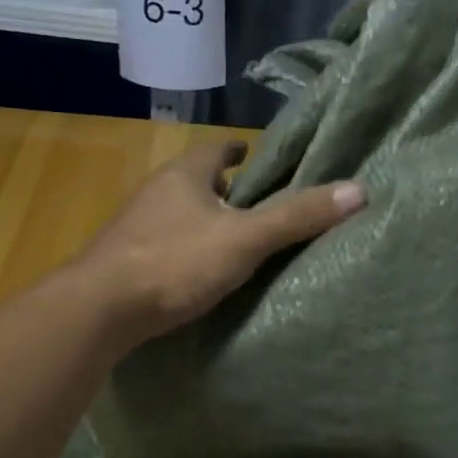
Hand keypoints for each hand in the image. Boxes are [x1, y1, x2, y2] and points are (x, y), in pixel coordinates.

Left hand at [80, 141, 365, 345]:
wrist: (99, 309)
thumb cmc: (174, 262)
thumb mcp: (244, 240)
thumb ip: (296, 217)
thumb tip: (359, 190)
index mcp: (185, 174)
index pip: (217, 148)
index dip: (239, 151)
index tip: (256, 159)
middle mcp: (155, 191)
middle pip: (196, 181)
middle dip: (224, 190)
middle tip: (256, 206)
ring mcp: (133, 225)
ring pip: (177, 213)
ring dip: (202, 221)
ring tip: (233, 242)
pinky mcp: (122, 259)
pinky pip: (161, 244)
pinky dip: (183, 249)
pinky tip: (195, 273)